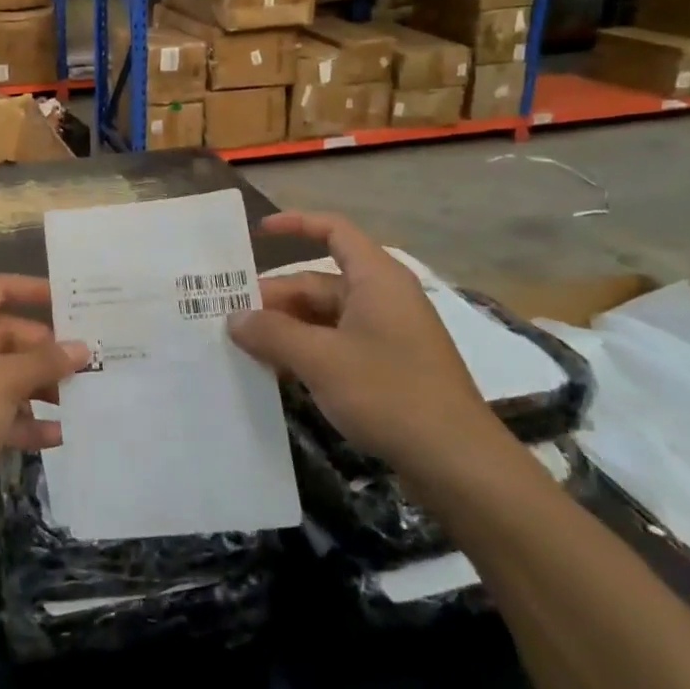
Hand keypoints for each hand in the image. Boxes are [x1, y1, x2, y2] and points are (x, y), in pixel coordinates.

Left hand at [0, 276, 87, 541]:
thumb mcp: (3, 382)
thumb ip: (45, 362)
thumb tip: (82, 348)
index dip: (36, 291)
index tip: (75, 302)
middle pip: (6, 335)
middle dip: (46, 352)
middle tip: (90, 364)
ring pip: (3, 375)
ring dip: (39, 388)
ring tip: (83, 401)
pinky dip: (22, 420)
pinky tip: (57, 435)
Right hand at [229, 210, 500, 471]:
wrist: (459, 464)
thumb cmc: (389, 393)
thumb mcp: (319, 359)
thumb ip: (271, 333)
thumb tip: (234, 318)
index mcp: (376, 279)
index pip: (333, 231)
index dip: (295, 225)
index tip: (258, 233)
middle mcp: (382, 298)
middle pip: (318, 283)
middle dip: (275, 298)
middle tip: (231, 319)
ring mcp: (388, 334)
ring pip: (324, 317)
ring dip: (286, 329)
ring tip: (245, 347)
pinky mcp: (389, 367)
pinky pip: (337, 345)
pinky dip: (306, 351)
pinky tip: (278, 373)